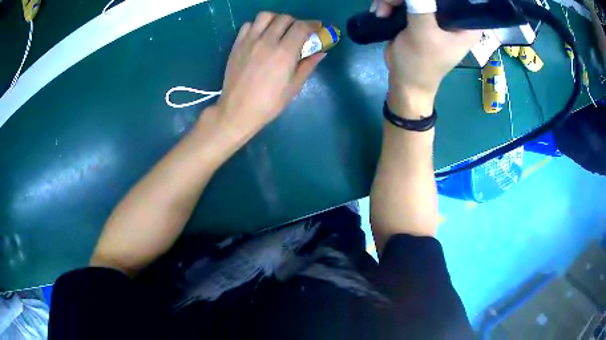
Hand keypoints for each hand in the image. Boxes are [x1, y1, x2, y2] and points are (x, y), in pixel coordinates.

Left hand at [212, 13, 324, 143]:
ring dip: (276, 19)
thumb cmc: (269, 103)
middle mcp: (267, 41)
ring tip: (279, 29)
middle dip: (296, 22)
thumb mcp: (294, 87)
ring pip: (265, 16)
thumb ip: (308, 66)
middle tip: (299, 32)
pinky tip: (261, 35)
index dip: (313, 25)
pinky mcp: (237, 44)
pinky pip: (248, 25)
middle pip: (285, 18)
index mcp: (284, 53)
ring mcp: (249, 41)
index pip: (302, 27)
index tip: (317, 28)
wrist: (238, 110)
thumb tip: (321, 52)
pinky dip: (258, 25)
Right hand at [371, 0, 480, 115]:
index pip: (457, 1)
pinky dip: (390, 4)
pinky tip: (381, 13)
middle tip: (390, 4)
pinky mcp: (419, 15)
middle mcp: (452, 17)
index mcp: (465, 25)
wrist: (404, 81)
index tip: (419, 3)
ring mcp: (434, 15)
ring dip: (393, 0)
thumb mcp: (423, 33)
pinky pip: (404, 1)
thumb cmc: (420, 63)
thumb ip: (422, 6)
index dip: (437, 0)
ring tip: (382, 12)